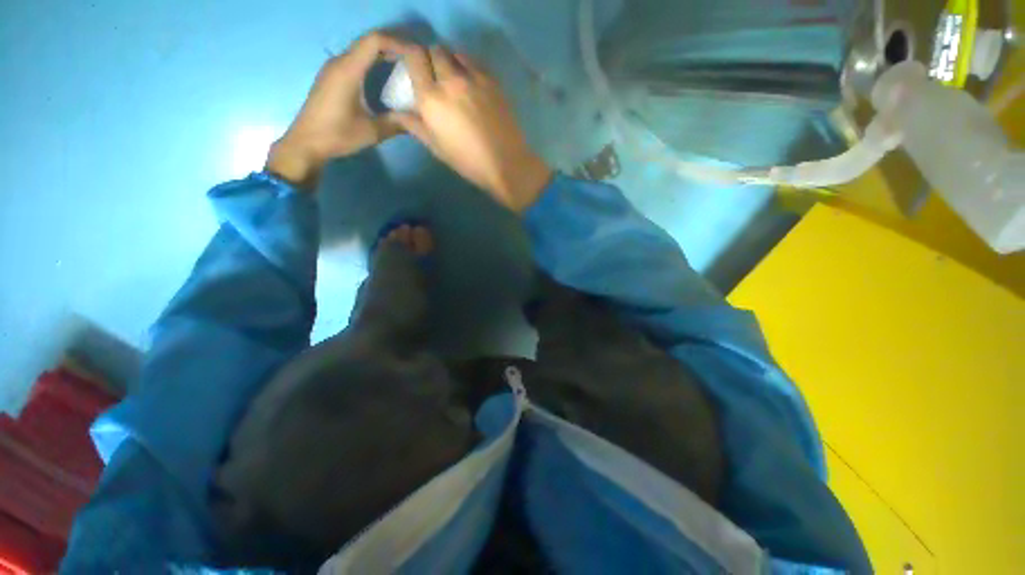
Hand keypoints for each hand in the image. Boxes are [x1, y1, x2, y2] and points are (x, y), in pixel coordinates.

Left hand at [266, 31, 414, 189]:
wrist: (306, 142)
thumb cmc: (338, 135)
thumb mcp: (372, 132)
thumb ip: (396, 123)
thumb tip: (418, 120)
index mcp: (348, 70)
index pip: (374, 41)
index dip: (397, 43)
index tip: (416, 55)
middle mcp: (339, 62)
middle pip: (368, 42)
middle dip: (394, 48)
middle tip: (415, 63)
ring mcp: (333, 68)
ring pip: (362, 51)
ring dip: (383, 55)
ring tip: (405, 69)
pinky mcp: (332, 77)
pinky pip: (355, 60)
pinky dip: (373, 63)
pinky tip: (385, 78)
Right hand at [395, 46, 551, 212]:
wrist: (505, 163)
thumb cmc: (468, 161)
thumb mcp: (436, 147)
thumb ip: (414, 125)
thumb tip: (396, 113)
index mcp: (431, 98)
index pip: (413, 56)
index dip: (410, 56)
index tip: (412, 66)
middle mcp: (450, 80)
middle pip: (435, 49)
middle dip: (430, 58)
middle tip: (434, 75)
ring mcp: (474, 78)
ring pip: (456, 52)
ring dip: (450, 59)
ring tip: (453, 77)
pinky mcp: (492, 81)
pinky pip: (475, 61)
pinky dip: (468, 65)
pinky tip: (471, 82)